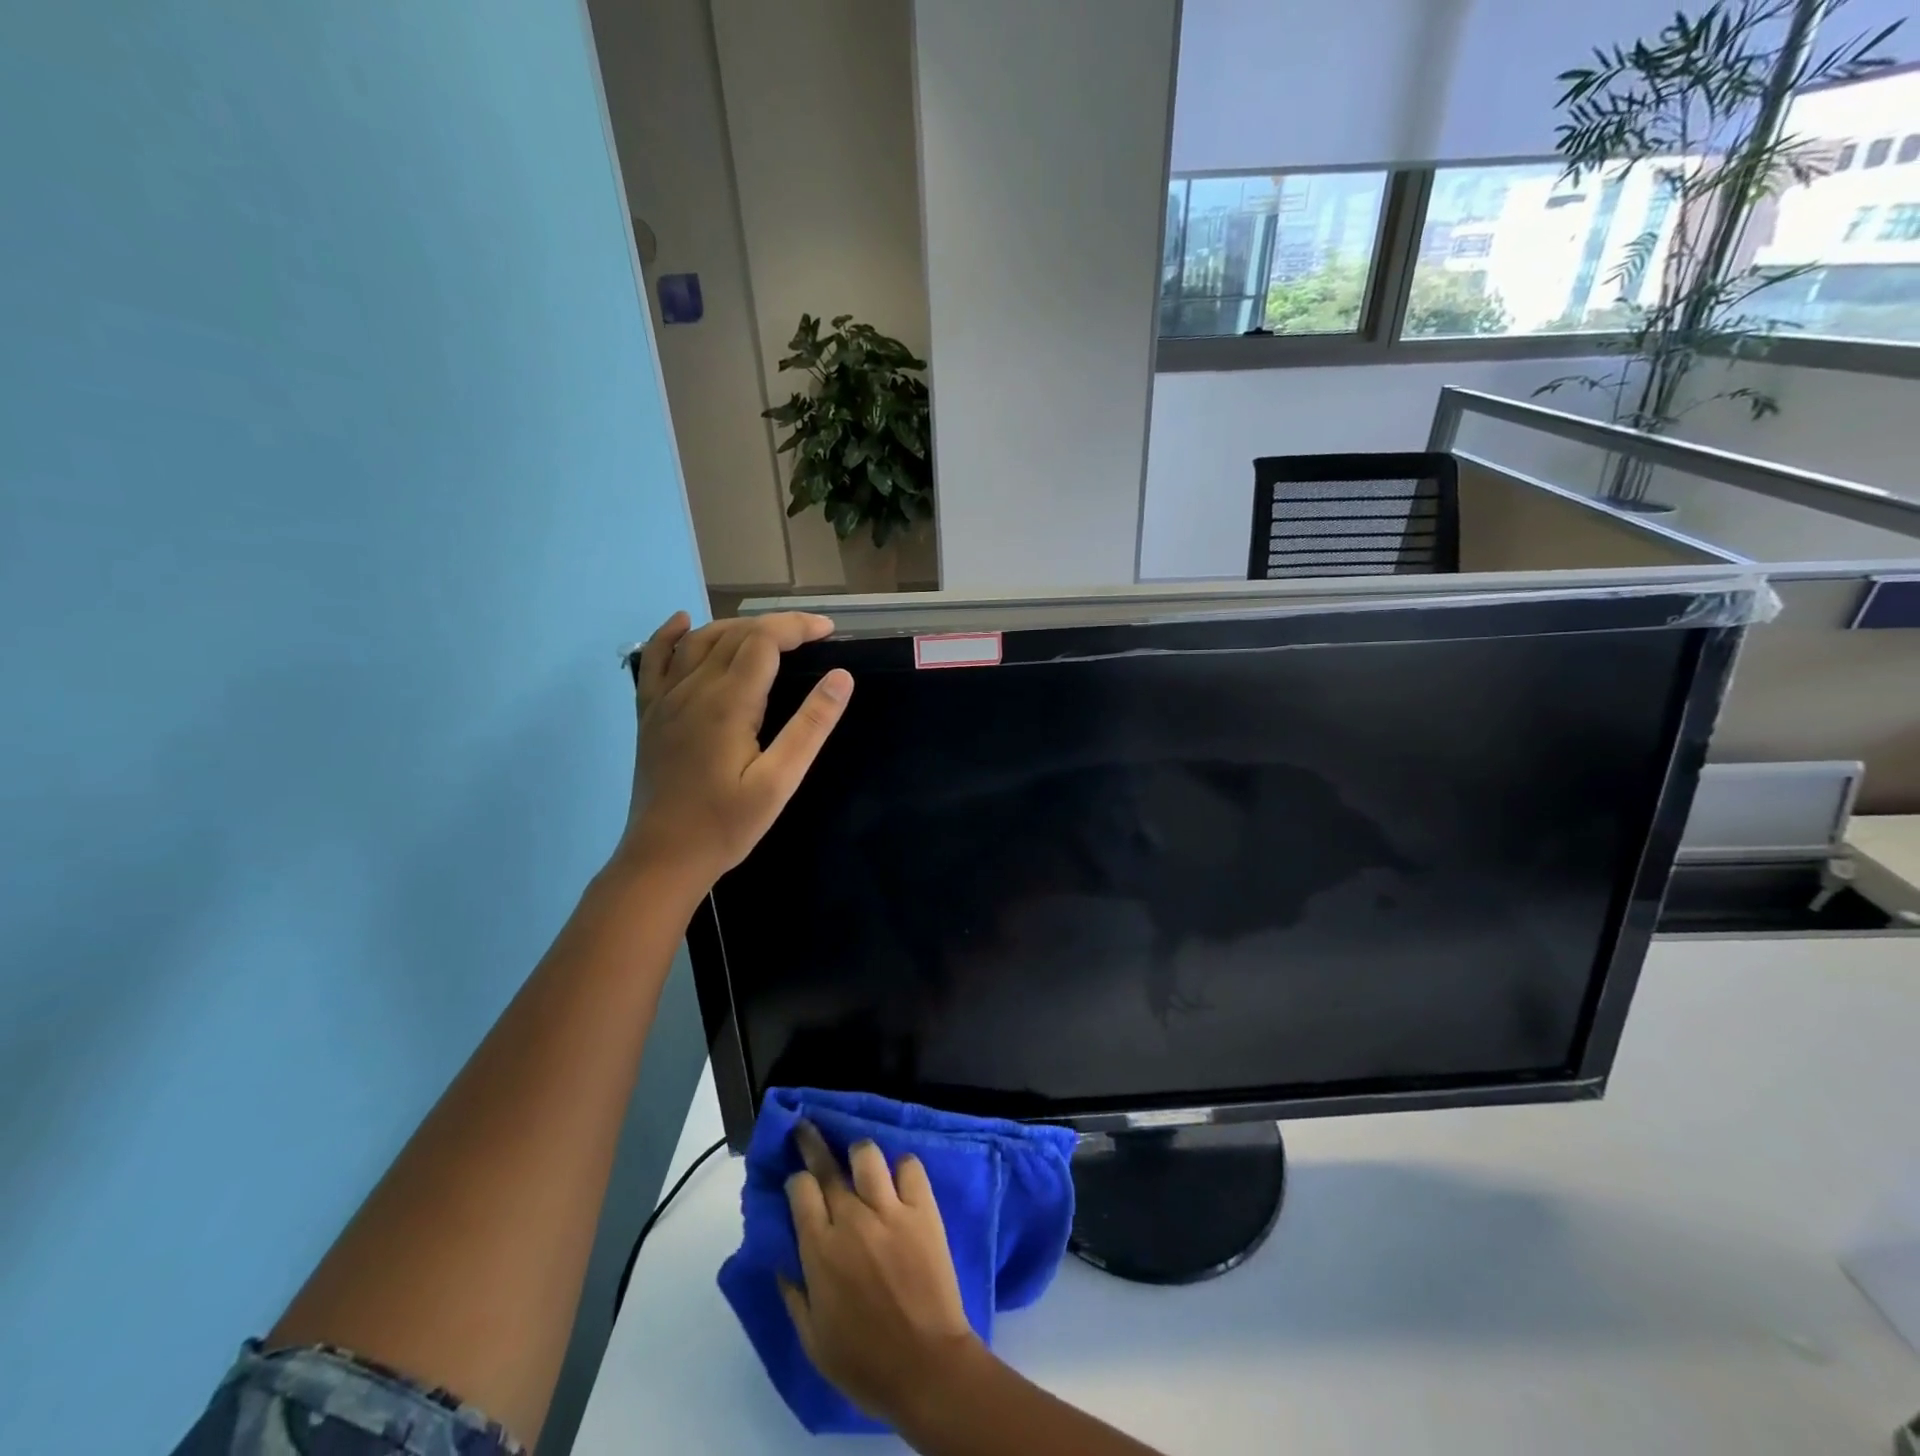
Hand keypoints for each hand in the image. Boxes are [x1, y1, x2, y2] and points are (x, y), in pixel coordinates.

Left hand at [617, 610, 852, 894]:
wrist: (663, 856)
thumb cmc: (727, 824)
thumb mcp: (780, 782)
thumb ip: (810, 726)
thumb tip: (841, 677)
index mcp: (727, 702)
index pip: (764, 640)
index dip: (797, 626)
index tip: (829, 631)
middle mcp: (693, 689)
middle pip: (735, 634)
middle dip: (775, 625)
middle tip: (811, 637)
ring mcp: (665, 699)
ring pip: (700, 640)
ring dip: (736, 627)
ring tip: (769, 634)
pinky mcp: (650, 713)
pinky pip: (655, 660)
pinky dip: (670, 635)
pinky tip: (683, 622)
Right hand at [779, 1123, 981, 1428]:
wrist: (926, 1367)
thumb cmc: (864, 1361)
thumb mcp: (812, 1339)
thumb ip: (794, 1292)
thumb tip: (782, 1258)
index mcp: (820, 1249)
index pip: (800, 1188)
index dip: (797, 1180)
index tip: (798, 1184)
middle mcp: (852, 1218)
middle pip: (826, 1163)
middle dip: (812, 1142)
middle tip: (806, 1128)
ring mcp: (890, 1209)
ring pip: (867, 1154)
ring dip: (859, 1154)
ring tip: (859, 1160)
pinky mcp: (923, 1209)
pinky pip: (910, 1166)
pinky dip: (902, 1168)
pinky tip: (898, 1179)